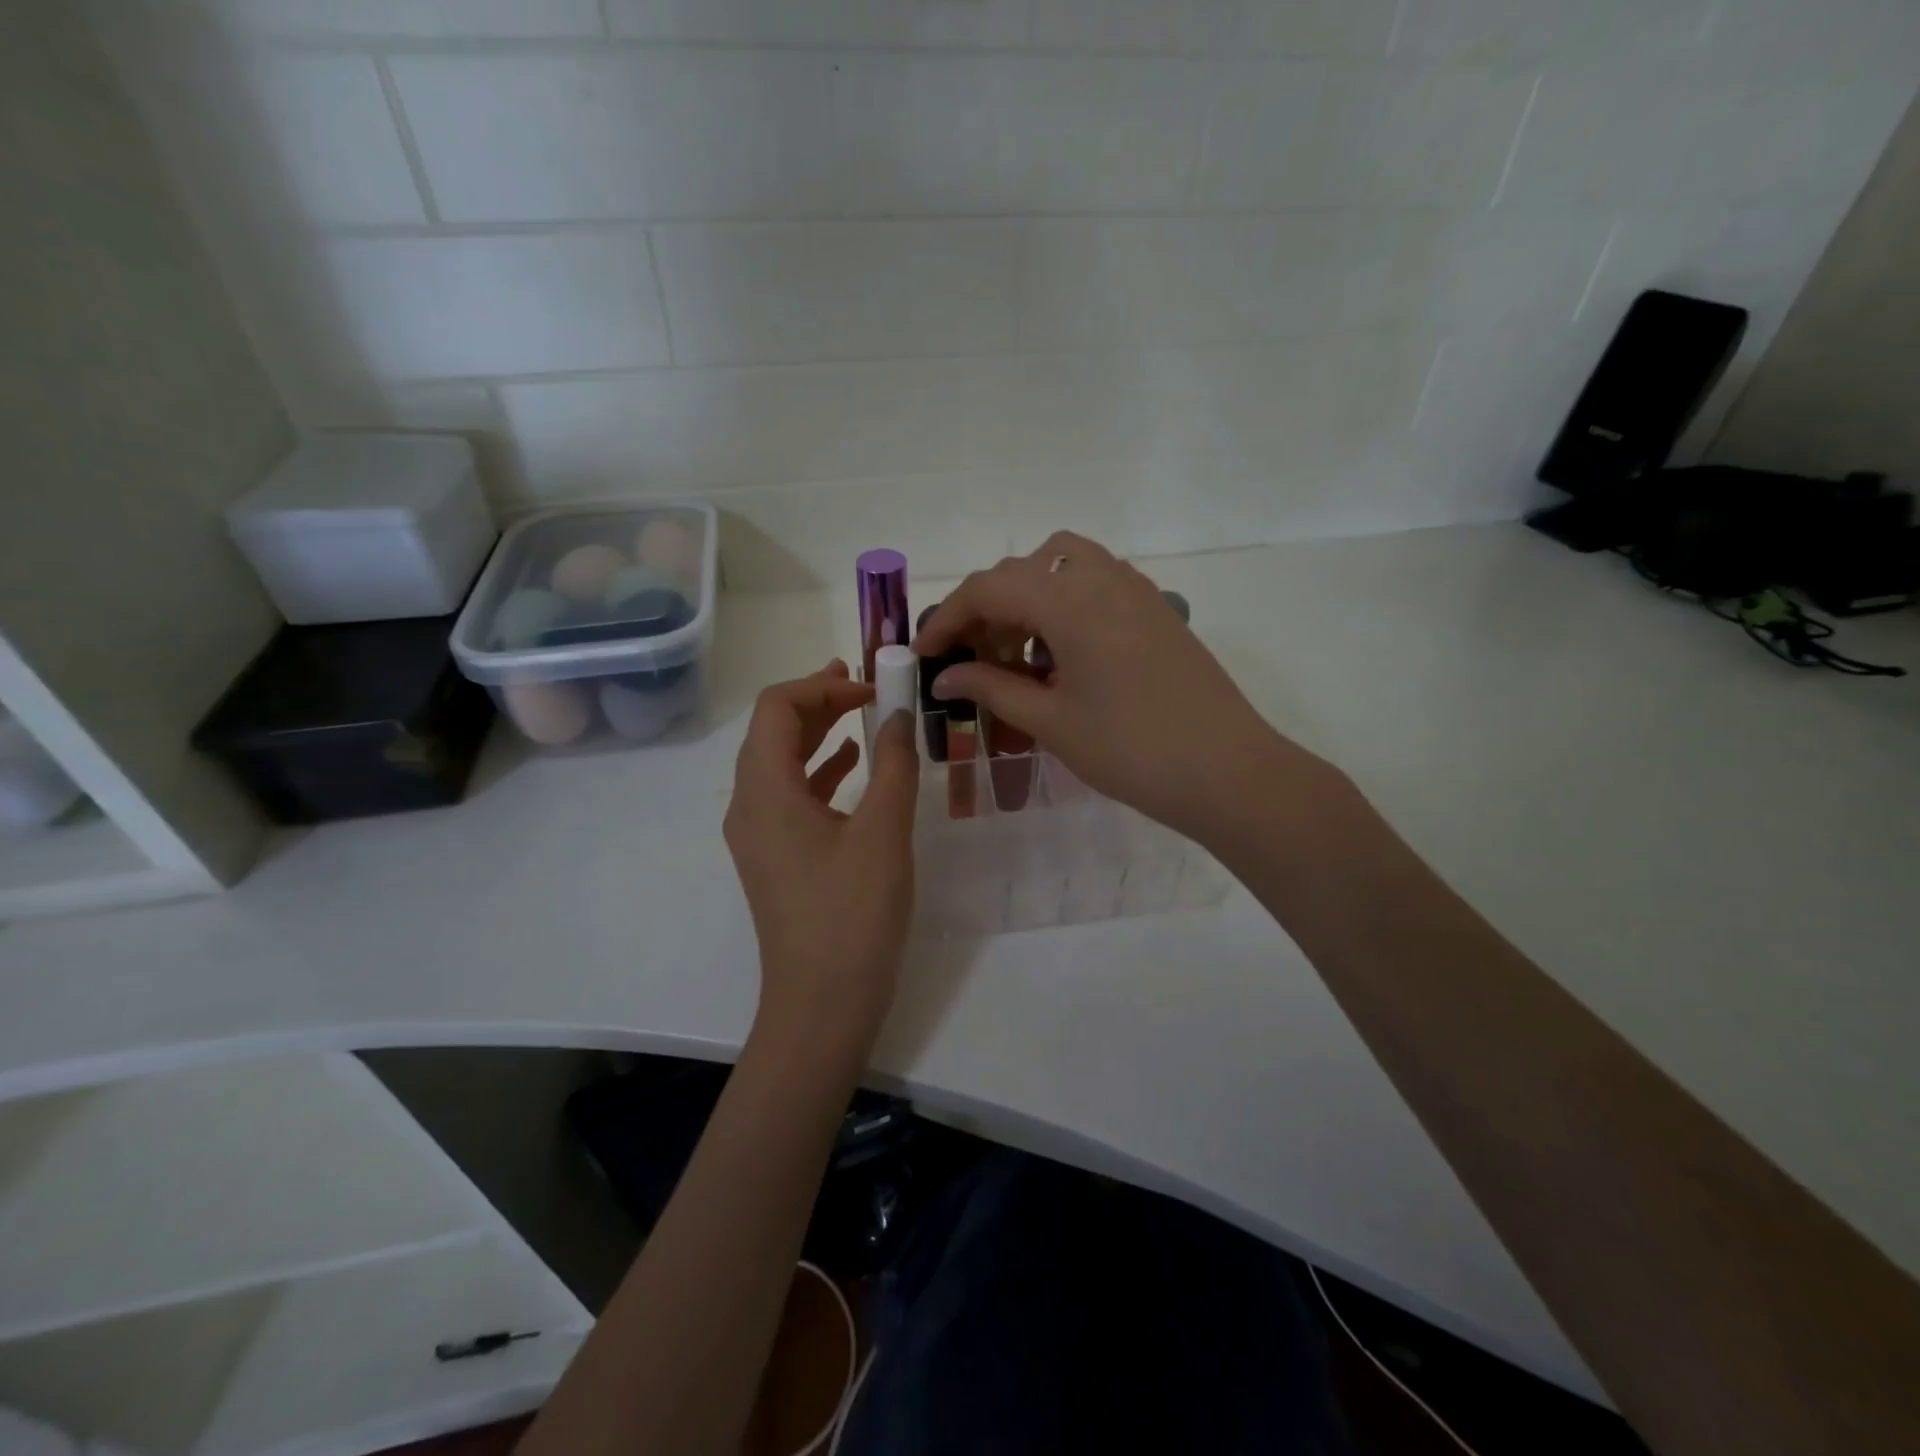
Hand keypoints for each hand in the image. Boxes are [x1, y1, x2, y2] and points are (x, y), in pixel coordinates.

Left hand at [723, 662, 919, 1053]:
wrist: (822, 1004)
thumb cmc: (852, 914)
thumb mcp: (883, 832)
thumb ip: (893, 764)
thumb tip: (898, 715)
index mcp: (765, 790)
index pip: (777, 708)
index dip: (823, 687)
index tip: (872, 687)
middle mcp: (749, 806)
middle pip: (773, 731)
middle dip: (818, 702)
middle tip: (865, 686)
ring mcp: (758, 836)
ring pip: (781, 763)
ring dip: (819, 734)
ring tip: (862, 715)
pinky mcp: (775, 858)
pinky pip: (790, 796)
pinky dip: (820, 771)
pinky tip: (854, 769)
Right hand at [914, 532, 1315, 846]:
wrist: (1227, 771)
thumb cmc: (1131, 750)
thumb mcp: (1051, 721)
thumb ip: (991, 689)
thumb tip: (944, 675)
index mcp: (1070, 601)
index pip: (989, 588)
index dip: (947, 617)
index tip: (925, 654)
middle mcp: (1102, 578)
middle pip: (1023, 570)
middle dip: (986, 610)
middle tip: (971, 661)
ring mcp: (1135, 590)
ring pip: (1061, 567)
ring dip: (1026, 601)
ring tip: (1018, 658)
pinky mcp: (1155, 609)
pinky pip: (1094, 584)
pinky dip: (1063, 606)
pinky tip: (1061, 659)